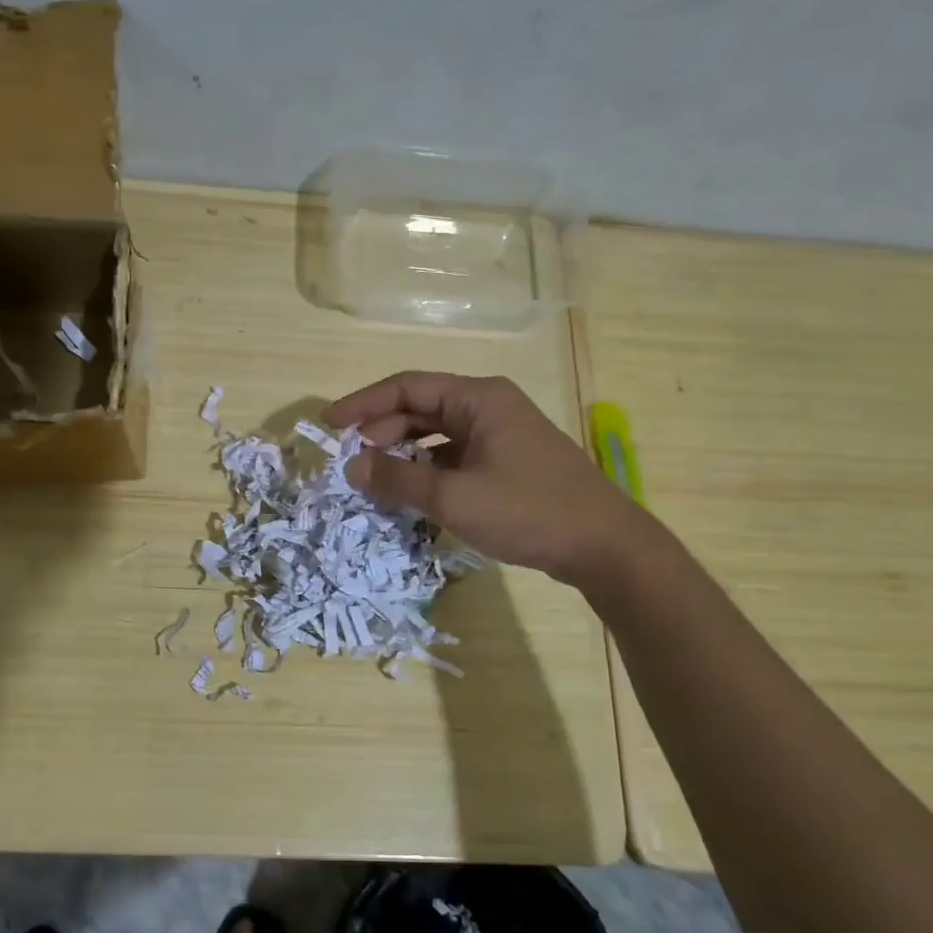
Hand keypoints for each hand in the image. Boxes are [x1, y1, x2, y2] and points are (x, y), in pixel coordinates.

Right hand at [325, 371, 641, 588]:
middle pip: (421, 408)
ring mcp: (500, 435)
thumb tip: (351, 466)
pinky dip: (428, 469)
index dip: (363, 402)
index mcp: (478, 398)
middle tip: (351, 460)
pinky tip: (411, 492)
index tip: (329, 424)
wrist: (603, 546)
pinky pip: (454, 456)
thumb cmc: (527, 510)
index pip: (407, 386)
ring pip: (437, 434)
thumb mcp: (454, 496)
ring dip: (403, 452)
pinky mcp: (507, 462)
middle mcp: (489, 407)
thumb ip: (398, 478)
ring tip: (374, 477)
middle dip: (382, 430)